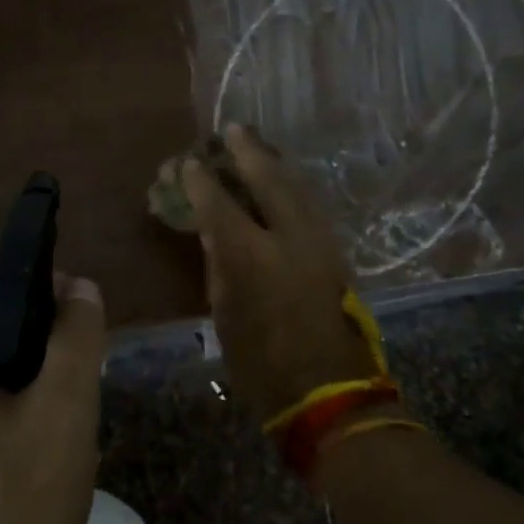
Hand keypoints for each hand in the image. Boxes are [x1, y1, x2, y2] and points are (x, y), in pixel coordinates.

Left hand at [0, 272, 106, 523]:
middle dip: (36, 350)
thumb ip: (75, 338)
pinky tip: (34, 469)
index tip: (80, 319)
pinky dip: (2, 428)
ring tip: (65, 430)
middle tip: (81, 384)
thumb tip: (80, 286)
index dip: (39, 290)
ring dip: (23, 392)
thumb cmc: (15, 512)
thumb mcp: (64, 413)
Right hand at [180, 126, 379, 425]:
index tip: (188, 163)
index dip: (200, 180)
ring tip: (256, 145)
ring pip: (297, 186)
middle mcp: (289, 237)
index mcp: (252, 256)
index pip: (219, 204)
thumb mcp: (226, 315)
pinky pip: (309, 205)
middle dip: (247, 151)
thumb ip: (220, 266)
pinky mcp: (336, 252)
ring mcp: (319, 241)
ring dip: (274, 163)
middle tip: (232, 129)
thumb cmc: (263, 364)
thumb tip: (214, 233)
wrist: (331, 394)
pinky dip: (291, 186)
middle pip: (268, 178)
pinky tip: (281, 182)